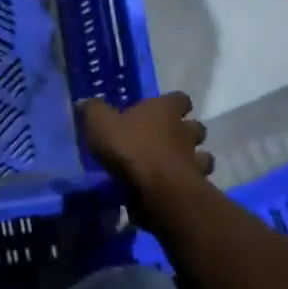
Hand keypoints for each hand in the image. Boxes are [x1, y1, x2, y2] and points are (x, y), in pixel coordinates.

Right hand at [78, 93, 213, 221]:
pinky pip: (197, 180)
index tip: (160, 110)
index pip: (179, 98)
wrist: (157, 190)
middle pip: (194, 126)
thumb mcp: (100, 124)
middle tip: (166, 140)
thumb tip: (85, 102)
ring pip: (202, 154)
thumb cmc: (130, 149)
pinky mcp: (196, 184)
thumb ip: (93, 111)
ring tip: (173, 165)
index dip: (171, 103)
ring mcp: (194, 159)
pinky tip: (172, 187)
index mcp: (164, 110)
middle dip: (185, 131)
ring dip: (191, 158)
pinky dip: (189, 182)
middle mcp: (185, 130)